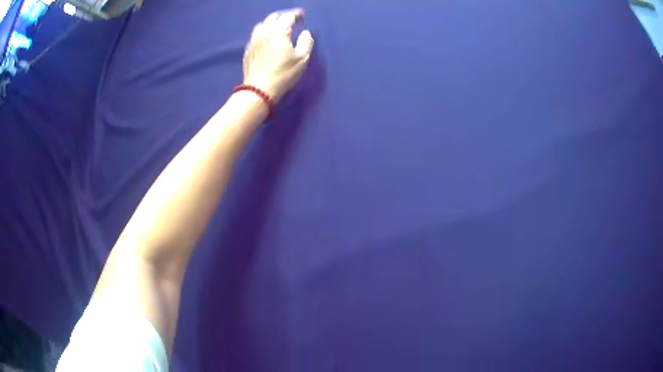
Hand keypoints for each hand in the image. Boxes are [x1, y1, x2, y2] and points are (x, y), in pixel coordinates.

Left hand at [243, 9, 314, 103]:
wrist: (259, 90)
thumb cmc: (283, 74)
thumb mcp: (302, 60)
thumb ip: (306, 43)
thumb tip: (305, 33)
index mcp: (279, 33)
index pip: (288, 17)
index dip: (296, 14)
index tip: (302, 16)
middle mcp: (265, 33)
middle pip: (273, 17)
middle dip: (283, 16)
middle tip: (291, 20)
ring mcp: (254, 41)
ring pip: (262, 24)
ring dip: (271, 22)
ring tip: (278, 28)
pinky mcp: (248, 50)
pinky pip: (255, 34)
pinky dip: (263, 32)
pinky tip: (267, 38)